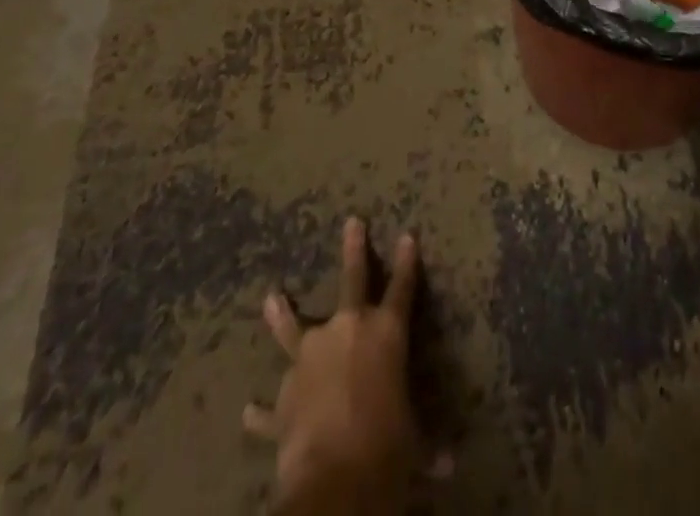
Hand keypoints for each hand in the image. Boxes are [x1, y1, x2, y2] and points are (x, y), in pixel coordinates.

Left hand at [242, 217, 450, 511]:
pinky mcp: (283, 397)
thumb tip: (450, 467)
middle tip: (352, 222)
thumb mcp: (413, 444)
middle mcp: (349, 331)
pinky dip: (262, 410)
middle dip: (354, 250)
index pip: (403, 287)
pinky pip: (270, 405)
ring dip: (283, 314)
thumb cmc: (386, 446)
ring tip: (272, 297)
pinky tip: (249, 409)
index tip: (407, 235)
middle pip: (352, 279)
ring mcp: (311, 358)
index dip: (407, 262)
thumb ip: (427, 447)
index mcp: (387, 332)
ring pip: (295, 327)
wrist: (332, 477)